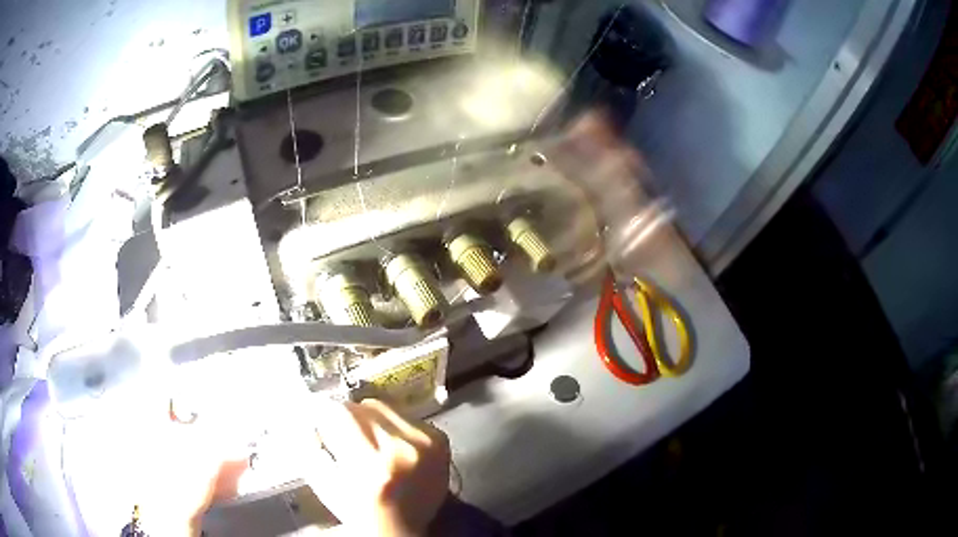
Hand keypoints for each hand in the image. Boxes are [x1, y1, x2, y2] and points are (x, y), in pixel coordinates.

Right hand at [305, 399, 451, 536]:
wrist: (406, 529)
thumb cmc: (361, 512)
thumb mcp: (326, 485)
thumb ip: (313, 448)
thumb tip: (311, 416)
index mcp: (372, 464)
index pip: (341, 411)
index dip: (325, 413)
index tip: (320, 419)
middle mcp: (404, 448)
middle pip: (363, 405)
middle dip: (348, 417)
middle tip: (346, 436)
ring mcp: (427, 442)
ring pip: (384, 406)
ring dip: (372, 419)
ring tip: (371, 443)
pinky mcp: (440, 439)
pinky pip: (405, 416)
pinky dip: (393, 426)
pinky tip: (392, 447)